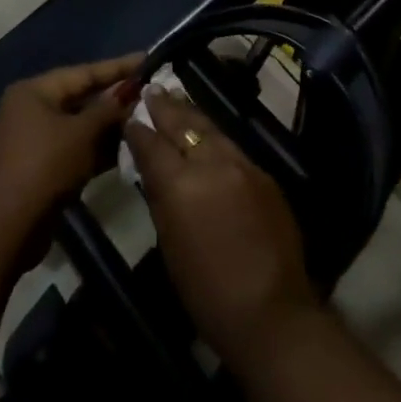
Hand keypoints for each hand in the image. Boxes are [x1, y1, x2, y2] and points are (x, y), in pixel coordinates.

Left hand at [0, 55, 141, 256]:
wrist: (8, 228)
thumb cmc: (45, 166)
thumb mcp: (82, 133)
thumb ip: (108, 110)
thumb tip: (130, 94)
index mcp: (33, 92)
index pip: (83, 72)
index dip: (118, 67)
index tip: (148, 59)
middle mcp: (29, 109)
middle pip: (80, 98)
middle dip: (115, 99)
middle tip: (151, 93)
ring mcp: (32, 140)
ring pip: (79, 126)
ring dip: (109, 126)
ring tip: (146, 120)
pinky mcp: (39, 167)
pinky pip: (73, 148)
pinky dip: (96, 148)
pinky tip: (127, 149)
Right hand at [126, 88, 318, 365]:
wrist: (270, 310)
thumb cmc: (206, 290)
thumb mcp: (170, 244)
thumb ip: (161, 198)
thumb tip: (154, 170)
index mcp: (181, 184)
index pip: (153, 144)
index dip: (139, 129)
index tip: (130, 116)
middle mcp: (213, 163)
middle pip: (185, 125)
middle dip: (167, 107)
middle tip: (153, 90)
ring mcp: (243, 165)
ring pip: (212, 130)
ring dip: (193, 117)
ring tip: (178, 103)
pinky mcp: (264, 174)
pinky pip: (233, 148)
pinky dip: (216, 139)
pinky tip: (209, 138)